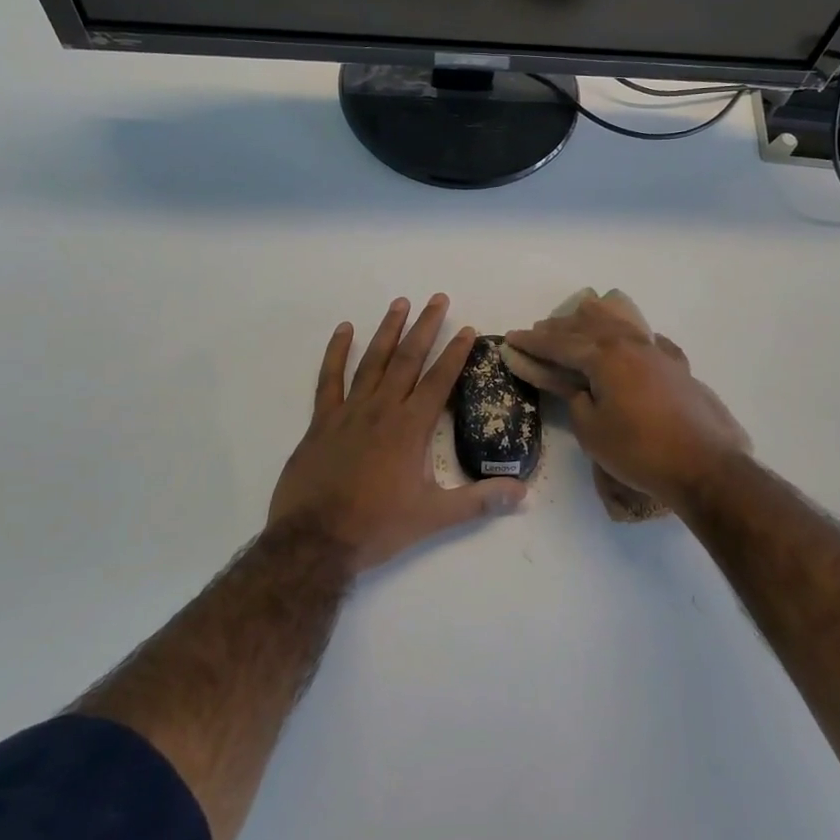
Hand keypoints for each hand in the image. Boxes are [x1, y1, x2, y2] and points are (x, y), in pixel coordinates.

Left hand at [269, 295, 527, 571]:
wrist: (315, 541)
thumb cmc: (377, 527)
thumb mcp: (435, 517)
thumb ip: (480, 500)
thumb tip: (524, 492)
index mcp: (410, 428)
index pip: (439, 380)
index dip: (455, 353)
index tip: (467, 328)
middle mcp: (382, 409)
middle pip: (407, 358)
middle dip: (425, 327)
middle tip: (437, 298)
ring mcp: (349, 412)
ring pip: (372, 360)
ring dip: (388, 330)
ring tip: (400, 302)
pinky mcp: (322, 421)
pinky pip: (329, 379)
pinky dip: (336, 352)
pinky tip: (344, 329)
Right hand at [505, 295, 749, 514]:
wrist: (704, 465)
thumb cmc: (639, 451)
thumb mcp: (592, 430)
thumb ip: (575, 400)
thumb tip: (574, 386)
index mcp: (605, 356)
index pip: (561, 344)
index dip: (534, 343)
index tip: (512, 338)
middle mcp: (631, 344)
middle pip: (590, 327)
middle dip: (560, 328)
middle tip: (538, 331)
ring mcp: (658, 353)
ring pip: (621, 326)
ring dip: (595, 324)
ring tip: (579, 321)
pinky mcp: (678, 368)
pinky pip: (649, 342)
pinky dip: (632, 337)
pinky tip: (634, 340)